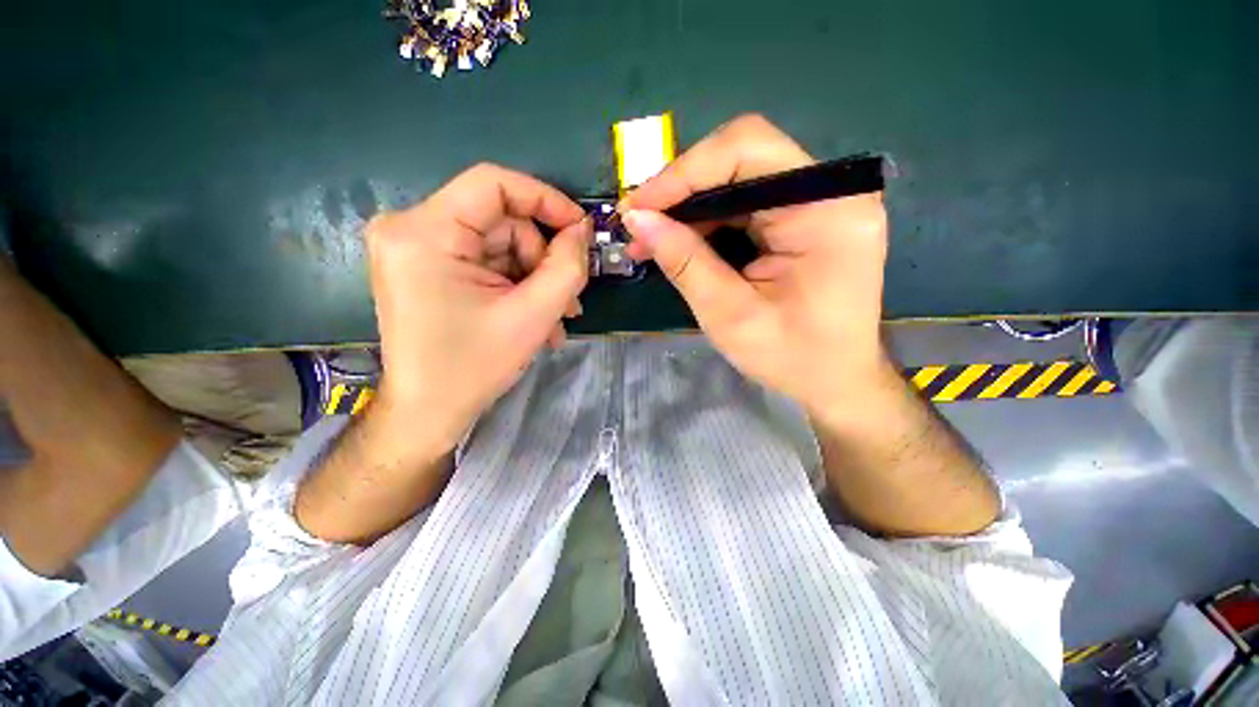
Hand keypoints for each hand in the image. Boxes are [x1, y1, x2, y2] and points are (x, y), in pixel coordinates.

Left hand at [364, 163, 590, 456]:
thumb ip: (567, 266)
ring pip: (498, 244)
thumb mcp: (532, 316)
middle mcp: (409, 228)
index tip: (580, 230)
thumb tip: (582, 230)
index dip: (546, 200)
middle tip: (569, 299)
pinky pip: (484, 261)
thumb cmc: (473, 367)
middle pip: (501, 221)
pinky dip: (514, 285)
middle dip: (542, 260)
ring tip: (555, 318)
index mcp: (424, 233)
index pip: (493, 183)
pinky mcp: (426, 266)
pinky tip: (533, 317)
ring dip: (534, 279)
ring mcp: (415, 248)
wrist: (427, 412)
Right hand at [621, 114, 892, 417]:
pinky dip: (707, 220)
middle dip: (682, 190)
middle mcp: (830, 191)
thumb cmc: (792, 358)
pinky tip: (680, 242)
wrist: (835, 380)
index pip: (748, 150)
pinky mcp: (804, 217)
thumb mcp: (730, 315)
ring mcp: (819, 201)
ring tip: (651, 239)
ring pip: (737, 178)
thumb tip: (638, 220)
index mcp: (827, 210)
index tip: (637, 209)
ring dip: (689, 207)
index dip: (684, 172)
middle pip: (742, 157)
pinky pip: (745, 202)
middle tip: (639, 225)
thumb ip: (685, 262)